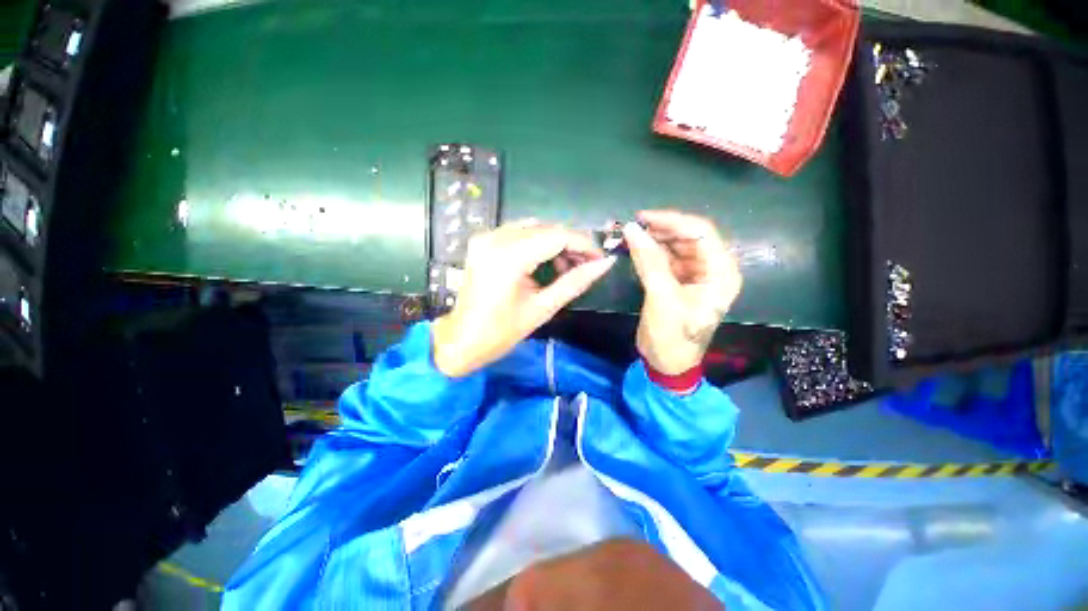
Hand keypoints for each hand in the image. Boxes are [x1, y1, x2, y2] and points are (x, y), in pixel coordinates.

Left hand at [432, 220, 616, 376]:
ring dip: (555, 242)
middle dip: (571, 244)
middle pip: (546, 228)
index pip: (557, 236)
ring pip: (533, 227)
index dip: (584, 244)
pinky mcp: (482, 241)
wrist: (461, 340)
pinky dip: (537, 242)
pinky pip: (518, 232)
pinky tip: (545, 261)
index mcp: (509, 257)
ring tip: (567, 267)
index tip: (600, 258)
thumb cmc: (501, 332)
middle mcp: (495, 238)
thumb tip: (606, 264)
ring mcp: (486, 237)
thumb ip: (575, 282)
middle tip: (586, 265)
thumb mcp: (542, 308)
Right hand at [623, 210, 741, 374]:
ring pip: (674, 246)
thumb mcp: (662, 298)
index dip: (672, 221)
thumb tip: (631, 229)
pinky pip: (664, 259)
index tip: (642, 218)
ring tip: (629, 235)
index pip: (701, 233)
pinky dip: (649, 252)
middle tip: (632, 227)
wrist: (666, 363)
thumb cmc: (672, 336)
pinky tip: (634, 249)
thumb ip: (649, 261)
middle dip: (660, 229)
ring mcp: (693, 275)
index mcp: (720, 273)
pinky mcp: (677, 281)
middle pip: (688, 237)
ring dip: (652, 239)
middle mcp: (711, 269)